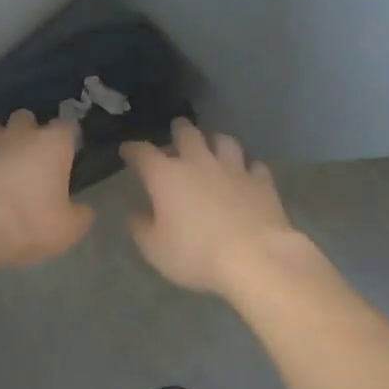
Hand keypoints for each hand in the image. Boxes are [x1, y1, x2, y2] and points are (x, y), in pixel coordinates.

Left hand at [0, 110, 94, 268]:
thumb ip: (80, 215)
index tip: (68, 156)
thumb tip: (82, 209)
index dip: (68, 140)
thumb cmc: (28, 224)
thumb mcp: (69, 230)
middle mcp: (17, 134)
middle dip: (27, 132)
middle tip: (30, 159)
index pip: (67, 127)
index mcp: (51, 144)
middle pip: (25, 117)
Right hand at [121, 119, 295, 295]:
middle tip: (176, 132)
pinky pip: (254, 165)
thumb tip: (135, 214)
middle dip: (178, 130)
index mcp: (166, 176)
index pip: (142, 152)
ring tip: (213, 146)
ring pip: (224, 141)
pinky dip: (248, 167)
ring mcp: (234, 169)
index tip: (127, 151)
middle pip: (187, 133)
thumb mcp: (155, 249)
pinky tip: (247, 174)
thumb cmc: (196, 254)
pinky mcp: (262, 181)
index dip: (132, 149)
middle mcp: (199, 163)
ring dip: (215, 141)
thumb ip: (141, 228)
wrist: (256, 258)